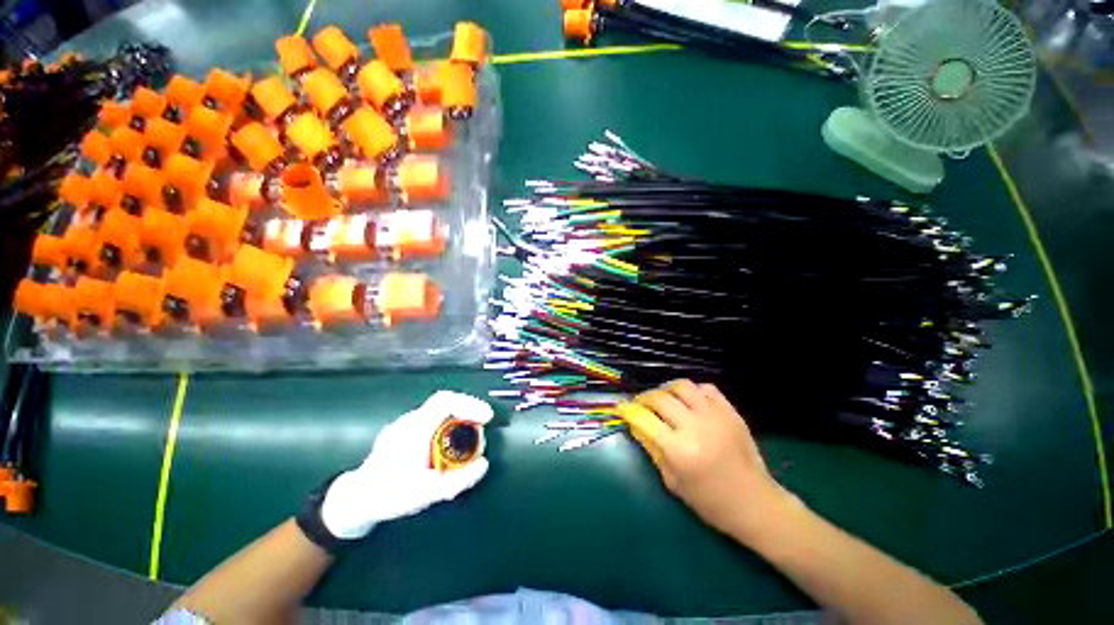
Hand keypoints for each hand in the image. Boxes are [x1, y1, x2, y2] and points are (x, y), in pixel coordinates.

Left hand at [320, 391, 492, 538]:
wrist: (355, 500)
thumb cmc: (388, 495)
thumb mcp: (426, 493)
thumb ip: (457, 480)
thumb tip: (484, 464)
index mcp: (415, 429)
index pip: (445, 401)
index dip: (470, 404)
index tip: (486, 418)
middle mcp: (410, 420)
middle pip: (446, 404)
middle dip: (469, 414)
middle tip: (480, 433)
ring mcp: (406, 424)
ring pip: (440, 412)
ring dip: (459, 421)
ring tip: (468, 442)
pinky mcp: (404, 432)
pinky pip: (433, 420)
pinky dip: (449, 427)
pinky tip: (448, 447)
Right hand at [626, 380, 797, 541]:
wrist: (755, 503)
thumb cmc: (710, 502)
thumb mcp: (672, 481)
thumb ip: (652, 448)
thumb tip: (635, 423)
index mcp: (680, 451)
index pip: (644, 419)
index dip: (628, 410)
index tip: (622, 407)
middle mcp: (696, 427)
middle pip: (660, 398)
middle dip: (644, 398)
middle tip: (640, 404)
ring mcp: (716, 416)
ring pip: (682, 386)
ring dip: (666, 389)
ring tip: (662, 398)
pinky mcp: (730, 412)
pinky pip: (706, 388)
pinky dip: (692, 391)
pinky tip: (688, 401)